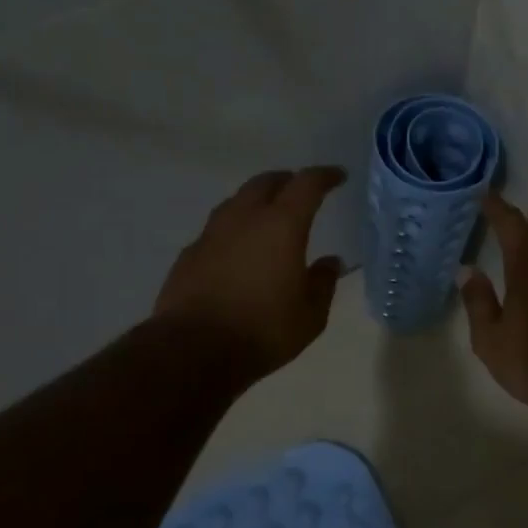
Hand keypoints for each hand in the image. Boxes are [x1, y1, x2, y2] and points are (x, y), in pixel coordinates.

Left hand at [154, 166, 347, 383]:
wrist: (193, 351)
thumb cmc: (263, 330)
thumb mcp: (310, 315)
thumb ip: (323, 283)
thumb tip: (330, 262)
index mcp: (282, 225)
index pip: (306, 184)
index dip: (324, 176)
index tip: (338, 177)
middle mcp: (244, 219)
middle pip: (265, 183)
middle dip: (286, 181)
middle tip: (300, 189)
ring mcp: (211, 234)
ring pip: (236, 201)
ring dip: (255, 201)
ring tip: (267, 215)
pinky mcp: (189, 255)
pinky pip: (216, 230)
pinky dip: (233, 230)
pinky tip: (237, 249)